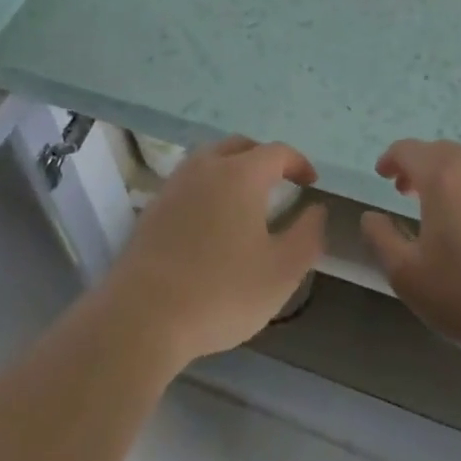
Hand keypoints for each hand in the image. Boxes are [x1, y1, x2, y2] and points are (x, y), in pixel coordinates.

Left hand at [101, 136, 325, 368]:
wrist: (143, 314)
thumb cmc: (221, 291)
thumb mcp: (281, 272)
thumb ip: (307, 236)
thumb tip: (317, 210)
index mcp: (240, 174)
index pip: (277, 152)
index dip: (298, 163)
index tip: (311, 184)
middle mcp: (206, 167)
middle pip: (240, 146)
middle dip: (264, 159)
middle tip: (280, 184)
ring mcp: (175, 184)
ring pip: (210, 159)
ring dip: (233, 169)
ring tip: (246, 199)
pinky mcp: (154, 207)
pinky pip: (189, 182)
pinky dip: (208, 187)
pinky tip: (211, 220)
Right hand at [361, 139, 460, 362]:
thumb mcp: (409, 276)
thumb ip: (382, 240)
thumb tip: (371, 217)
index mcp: (443, 175)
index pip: (408, 150)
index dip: (391, 159)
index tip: (383, 175)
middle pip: (443, 152)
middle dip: (421, 167)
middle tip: (408, 192)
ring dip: (452, 182)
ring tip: (445, 214)